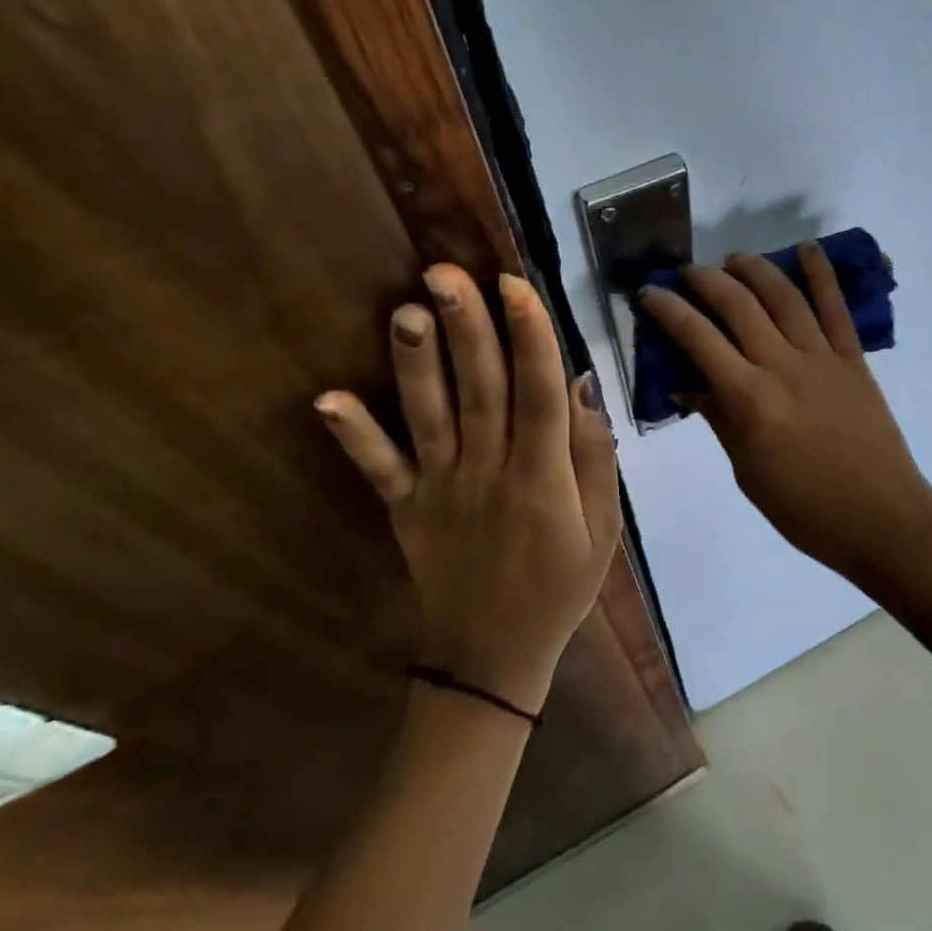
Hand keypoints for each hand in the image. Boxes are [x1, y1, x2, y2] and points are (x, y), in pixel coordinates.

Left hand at [315, 265, 619, 715]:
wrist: (494, 657)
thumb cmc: (561, 588)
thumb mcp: (604, 529)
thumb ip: (594, 459)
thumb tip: (582, 387)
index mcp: (543, 478)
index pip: (539, 394)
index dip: (530, 337)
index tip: (515, 285)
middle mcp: (489, 474)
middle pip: (480, 390)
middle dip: (467, 328)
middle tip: (446, 272)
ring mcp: (441, 492)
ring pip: (430, 417)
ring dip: (416, 363)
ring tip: (405, 310)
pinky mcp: (405, 511)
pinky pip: (379, 470)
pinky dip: (354, 435)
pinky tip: (327, 398)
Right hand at [639, 244, 931, 582]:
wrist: (881, 520)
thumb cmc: (804, 509)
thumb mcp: (746, 470)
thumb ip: (719, 418)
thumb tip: (687, 383)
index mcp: (749, 399)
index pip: (698, 340)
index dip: (669, 310)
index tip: (650, 293)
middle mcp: (782, 366)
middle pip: (737, 306)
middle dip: (706, 280)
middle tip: (687, 272)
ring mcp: (822, 358)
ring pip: (783, 297)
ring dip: (754, 269)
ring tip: (734, 258)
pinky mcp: (854, 359)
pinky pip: (836, 309)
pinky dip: (822, 275)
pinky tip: (807, 249)